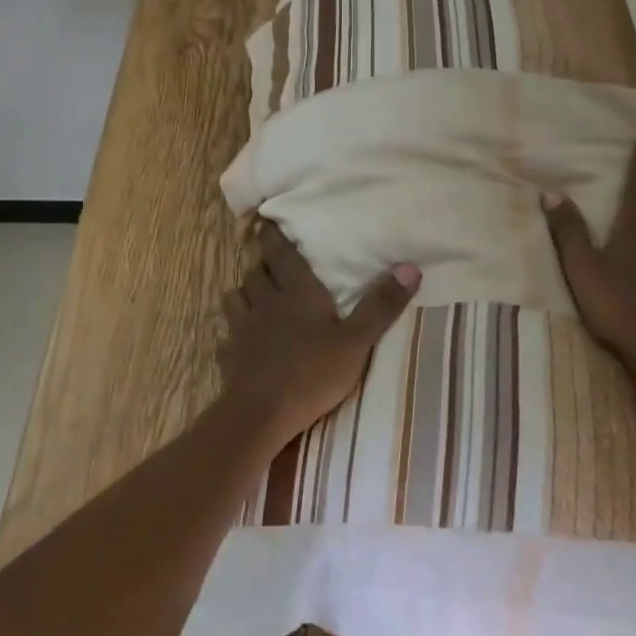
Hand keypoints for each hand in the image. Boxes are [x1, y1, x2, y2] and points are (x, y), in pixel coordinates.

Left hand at [217, 222, 421, 445]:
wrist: (261, 414)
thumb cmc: (312, 373)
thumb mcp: (357, 341)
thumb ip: (381, 306)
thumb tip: (409, 266)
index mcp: (296, 292)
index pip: (281, 253)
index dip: (273, 235)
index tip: (265, 221)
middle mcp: (265, 301)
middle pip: (256, 272)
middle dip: (261, 264)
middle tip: (268, 261)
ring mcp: (242, 328)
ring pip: (235, 297)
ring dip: (243, 293)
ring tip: (252, 296)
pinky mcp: (228, 356)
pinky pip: (226, 337)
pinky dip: (231, 334)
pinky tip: (237, 342)